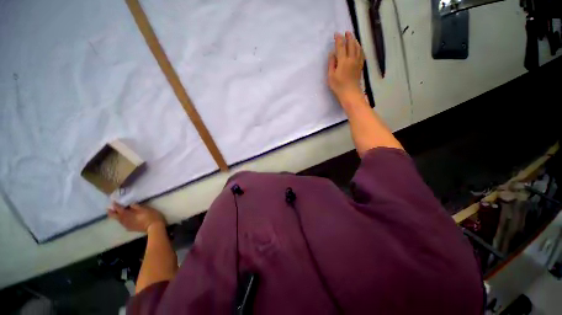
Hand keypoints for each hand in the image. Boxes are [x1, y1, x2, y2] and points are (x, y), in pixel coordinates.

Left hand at [108, 202, 165, 232]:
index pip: (119, 209)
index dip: (116, 205)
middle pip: (116, 216)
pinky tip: (123, 220)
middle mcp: (125, 220)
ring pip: (119, 220)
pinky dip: (121, 220)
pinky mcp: (131, 228)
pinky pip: (123, 224)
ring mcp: (127, 225)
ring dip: (116, 216)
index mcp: (128, 215)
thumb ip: (137, 206)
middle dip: (111, 213)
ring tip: (115, 213)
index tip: (113, 202)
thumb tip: (130, 204)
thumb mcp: (146, 209)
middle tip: (108, 209)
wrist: (154, 227)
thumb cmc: (151, 216)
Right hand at [328, 32, 364, 103]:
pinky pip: (361, 53)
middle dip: (349, 37)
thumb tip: (332, 53)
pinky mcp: (360, 66)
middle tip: (346, 32)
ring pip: (358, 47)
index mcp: (343, 61)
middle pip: (351, 44)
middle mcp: (351, 58)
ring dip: (355, 41)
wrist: (350, 93)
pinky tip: (359, 48)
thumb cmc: (338, 86)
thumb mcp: (331, 76)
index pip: (341, 46)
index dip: (338, 39)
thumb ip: (331, 64)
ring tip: (352, 37)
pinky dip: (360, 48)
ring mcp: (357, 62)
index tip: (336, 34)